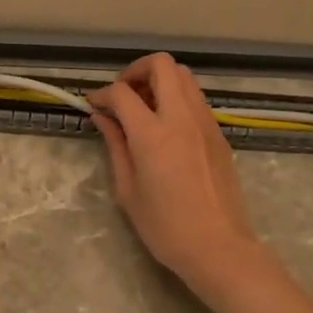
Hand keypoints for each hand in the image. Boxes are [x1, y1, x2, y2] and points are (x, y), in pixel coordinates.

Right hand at [89, 54, 269, 295]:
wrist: (219, 247)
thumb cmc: (165, 227)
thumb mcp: (128, 189)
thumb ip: (115, 145)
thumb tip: (103, 117)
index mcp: (152, 134)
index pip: (122, 93)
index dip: (102, 93)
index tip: (94, 105)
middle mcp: (181, 117)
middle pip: (162, 65)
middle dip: (136, 71)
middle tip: (123, 95)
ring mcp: (205, 122)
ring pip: (184, 76)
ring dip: (160, 81)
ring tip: (144, 108)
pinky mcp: (219, 133)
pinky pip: (196, 99)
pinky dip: (177, 98)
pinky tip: (165, 126)